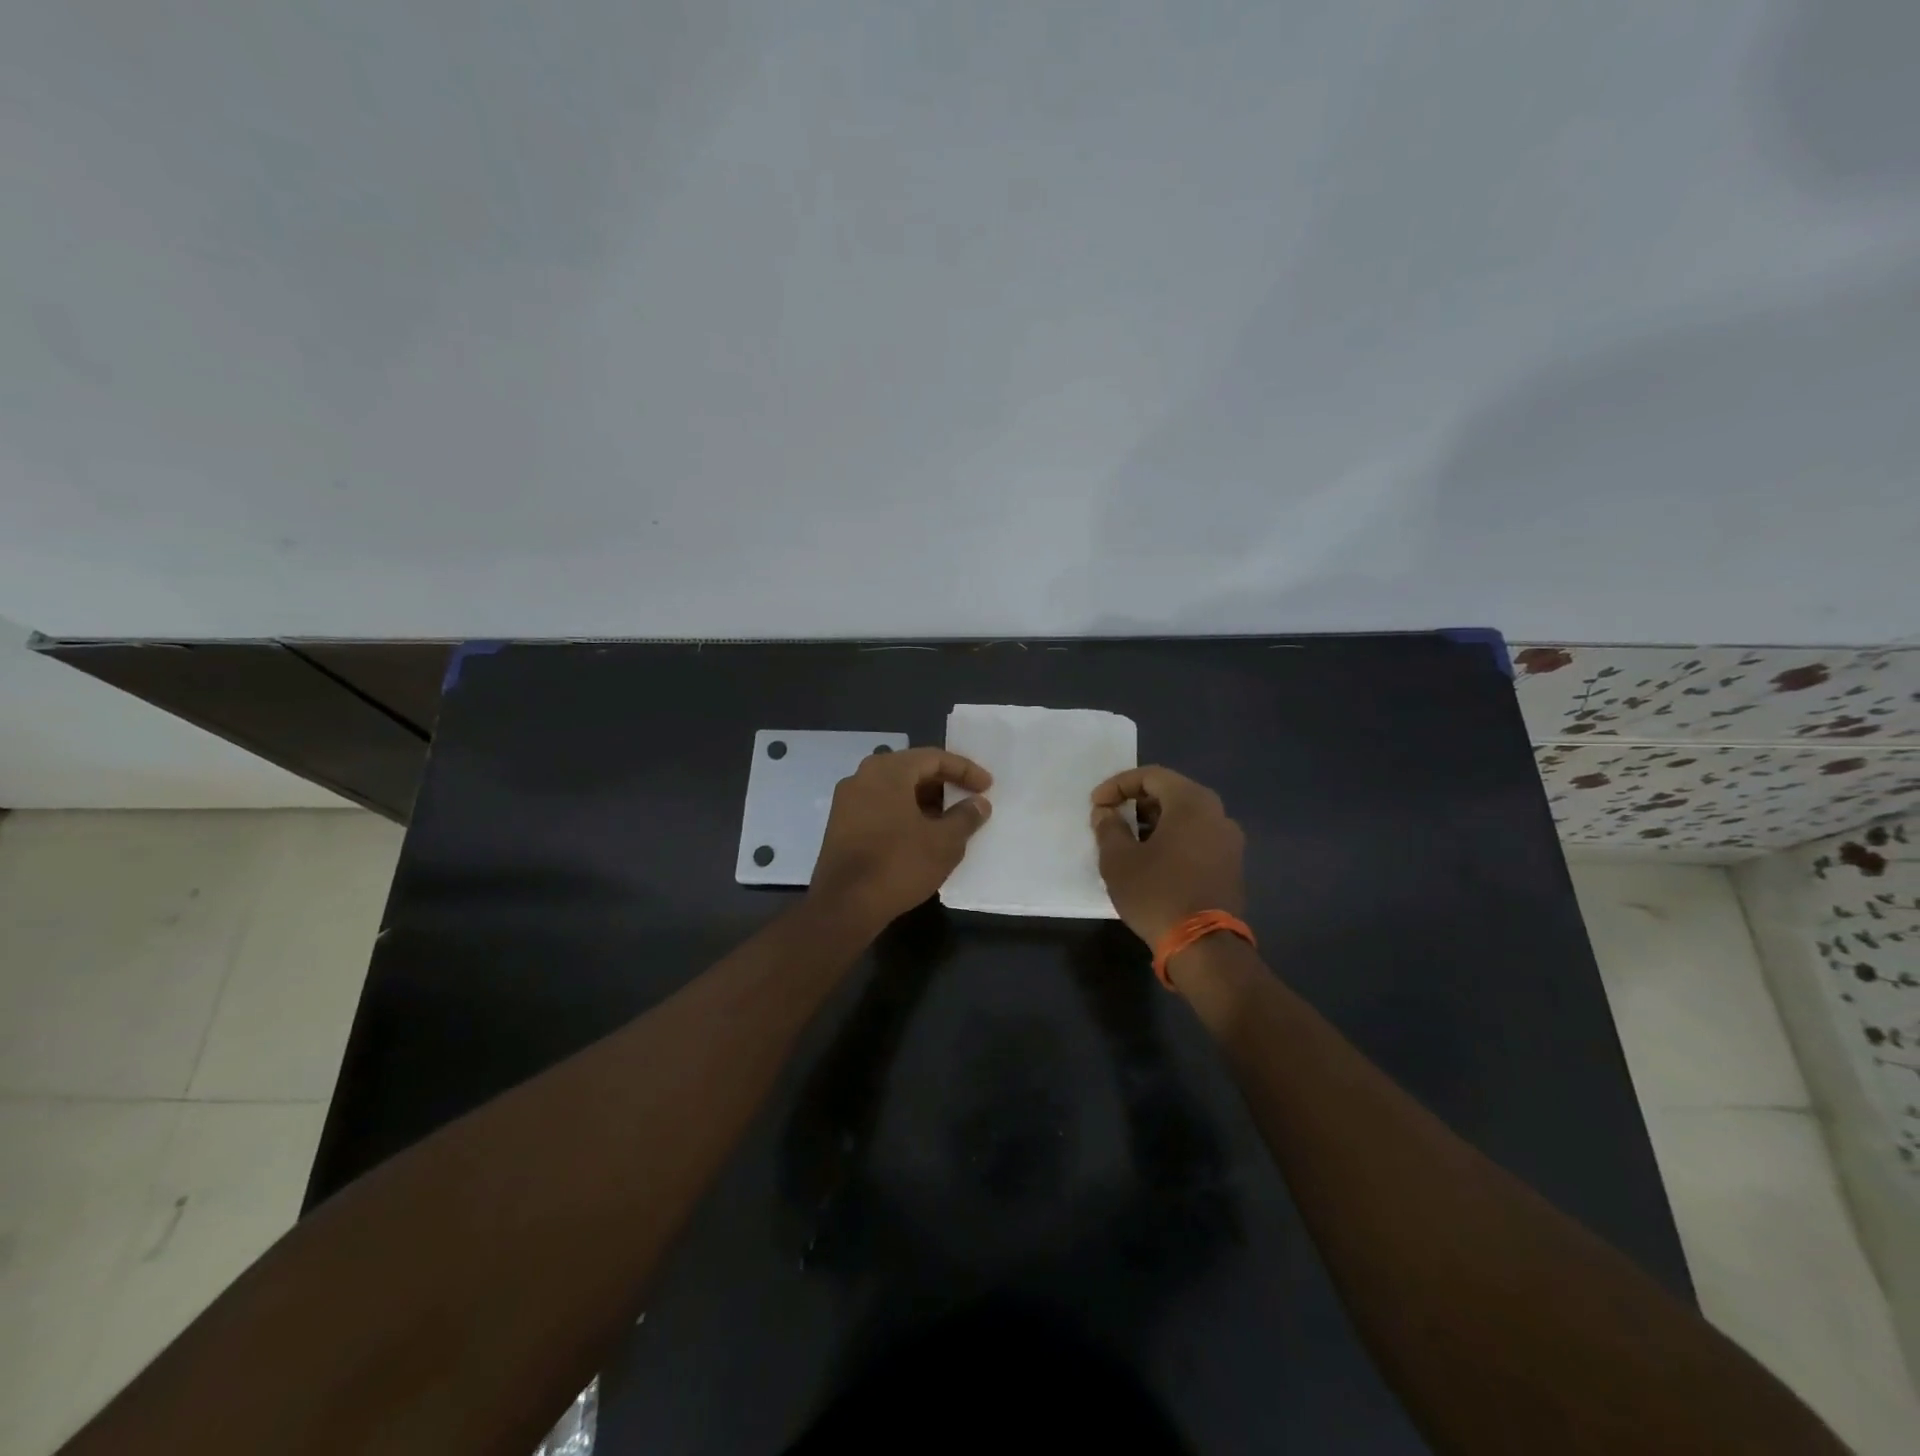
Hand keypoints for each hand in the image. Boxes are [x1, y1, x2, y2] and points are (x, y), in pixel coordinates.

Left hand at [810, 747, 992, 929]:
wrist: (844, 905)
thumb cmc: (899, 864)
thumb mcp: (944, 842)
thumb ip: (965, 817)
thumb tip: (978, 803)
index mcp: (888, 770)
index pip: (933, 758)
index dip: (965, 770)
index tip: (987, 786)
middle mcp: (862, 776)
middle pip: (912, 770)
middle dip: (943, 784)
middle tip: (969, 800)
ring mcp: (847, 801)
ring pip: (894, 789)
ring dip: (924, 800)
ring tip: (949, 820)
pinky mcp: (841, 825)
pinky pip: (880, 807)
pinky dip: (904, 813)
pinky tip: (921, 835)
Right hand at [1090, 766, 1245, 947]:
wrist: (1204, 947)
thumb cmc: (1157, 893)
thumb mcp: (1119, 860)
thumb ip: (1108, 828)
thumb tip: (1105, 813)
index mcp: (1192, 803)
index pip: (1151, 776)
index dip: (1118, 785)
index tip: (1096, 804)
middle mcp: (1217, 814)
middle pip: (1171, 793)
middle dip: (1136, 802)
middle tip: (1111, 818)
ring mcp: (1229, 841)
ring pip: (1185, 817)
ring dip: (1154, 822)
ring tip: (1127, 841)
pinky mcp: (1231, 865)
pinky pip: (1197, 838)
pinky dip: (1172, 839)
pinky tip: (1152, 860)